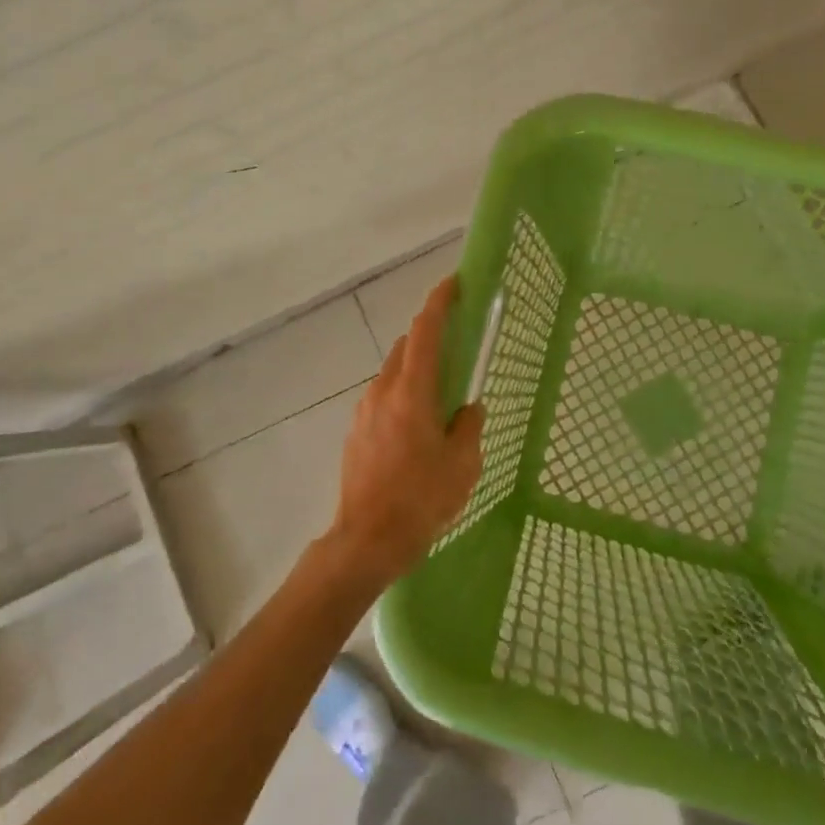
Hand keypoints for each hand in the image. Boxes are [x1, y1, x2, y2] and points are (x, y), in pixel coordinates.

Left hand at [324, 275, 482, 589]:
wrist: (366, 541)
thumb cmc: (421, 500)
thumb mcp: (463, 464)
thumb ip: (469, 426)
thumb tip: (467, 408)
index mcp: (412, 392)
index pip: (425, 332)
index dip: (439, 302)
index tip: (454, 284)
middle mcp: (383, 391)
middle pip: (407, 347)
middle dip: (431, 336)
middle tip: (456, 346)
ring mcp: (364, 410)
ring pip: (394, 372)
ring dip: (416, 368)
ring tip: (439, 396)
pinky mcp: (355, 431)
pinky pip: (383, 397)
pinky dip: (403, 393)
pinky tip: (416, 426)